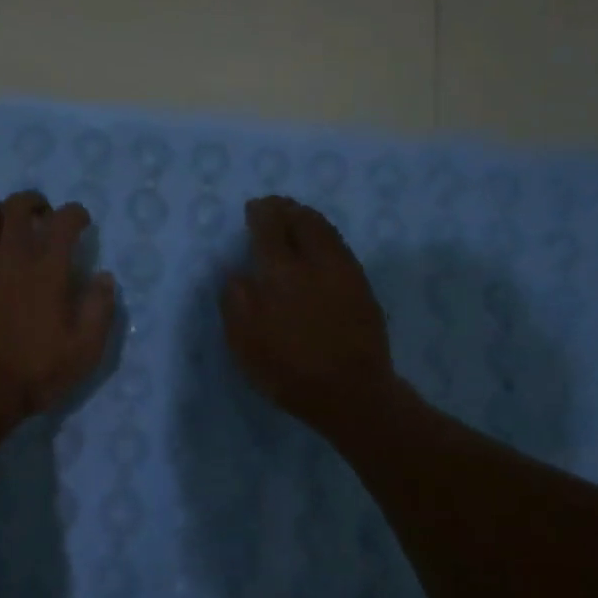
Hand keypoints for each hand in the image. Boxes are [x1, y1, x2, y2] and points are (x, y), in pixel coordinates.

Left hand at [0, 189, 115, 429]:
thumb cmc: (35, 373)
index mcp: (48, 269)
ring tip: (9, 229)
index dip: (76, 214)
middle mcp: (11, 255)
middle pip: (19, 206)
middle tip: (43, 216)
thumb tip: (104, 277)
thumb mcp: (85, 350)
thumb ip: (100, 309)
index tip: (80, 222)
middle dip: (35, 203)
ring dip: (2, 215)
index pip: (64, 220)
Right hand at [221, 195, 397, 435]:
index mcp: (280, 271)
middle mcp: (315, 261)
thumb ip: (236, 300)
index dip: (261, 213)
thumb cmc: (288, 369)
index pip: (269, 228)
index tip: (254, 208)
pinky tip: (322, 246)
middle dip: (287, 209)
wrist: (350, 392)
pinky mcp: (362, 287)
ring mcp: (344, 272)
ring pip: (326, 231)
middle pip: (302, 221)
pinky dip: (327, 236)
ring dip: (309, 218)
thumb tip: (238, 273)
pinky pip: (341, 248)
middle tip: (276, 206)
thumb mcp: (244, 341)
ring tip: (298, 218)